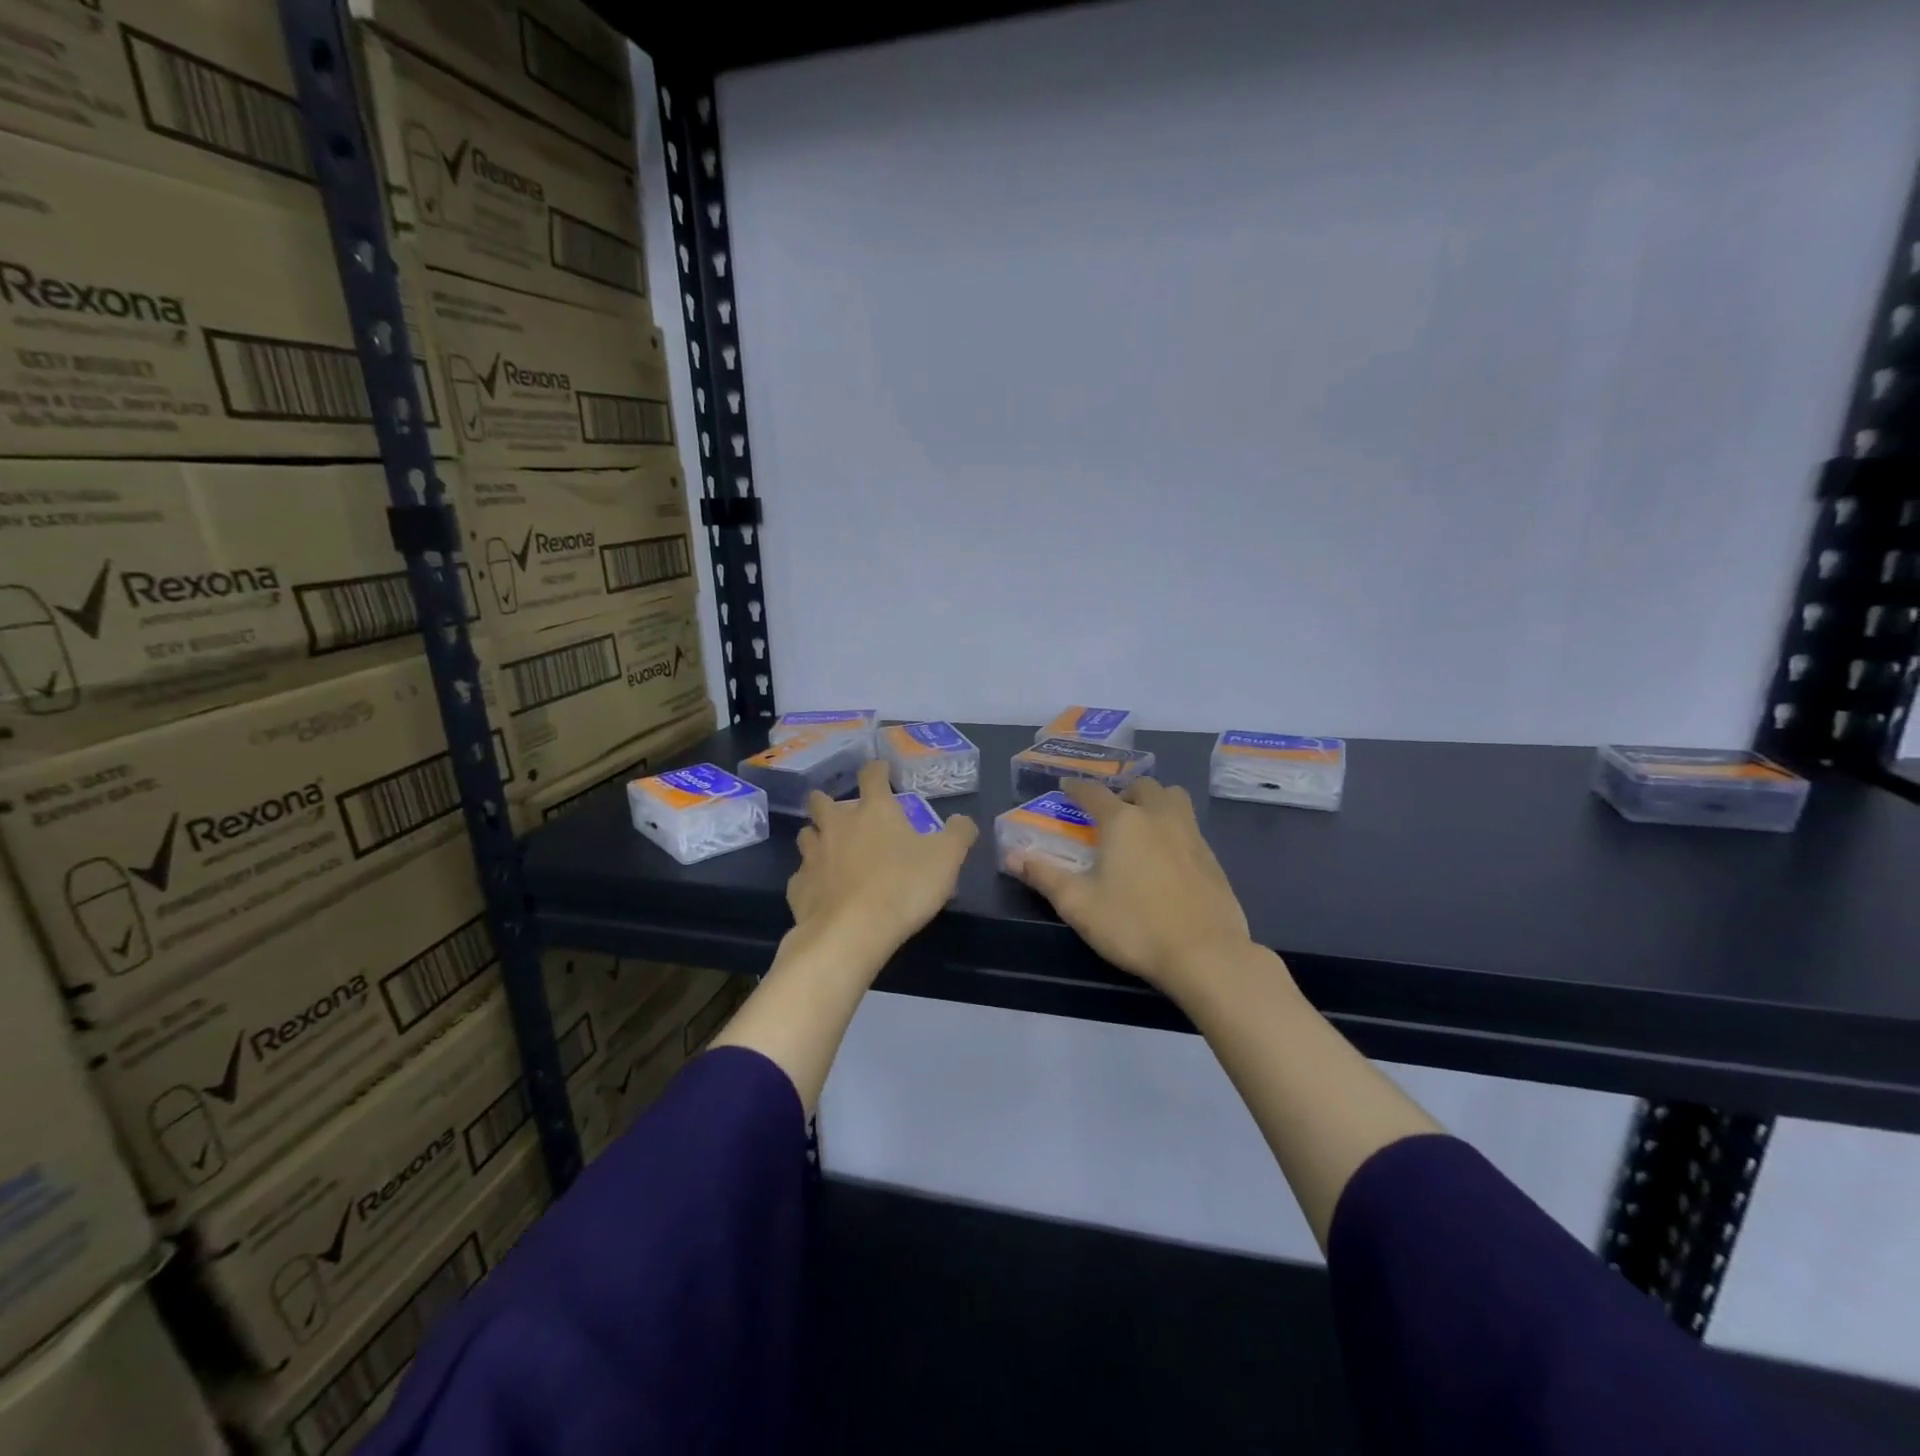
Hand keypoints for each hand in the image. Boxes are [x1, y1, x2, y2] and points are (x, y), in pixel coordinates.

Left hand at [788, 759, 978, 958]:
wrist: (851, 933)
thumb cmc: (903, 887)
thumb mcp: (946, 859)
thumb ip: (958, 834)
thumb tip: (963, 820)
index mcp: (874, 811)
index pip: (872, 776)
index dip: (877, 769)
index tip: (881, 769)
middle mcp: (838, 825)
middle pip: (821, 801)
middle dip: (829, 800)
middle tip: (843, 811)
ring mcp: (813, 856)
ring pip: (806, 835)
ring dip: (816, 837)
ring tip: (829, 848)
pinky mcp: (798, 888)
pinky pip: (801, 876)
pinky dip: (810, 878)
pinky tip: (821, 890)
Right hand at [1008, 777, 1252, 997]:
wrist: (1205, 954)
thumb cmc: (1134, 926)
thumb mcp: (1079, 905)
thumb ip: (1045, 876)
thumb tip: (1012, 856)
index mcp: (1123, 822)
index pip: (1094, 793)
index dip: (1077, 788)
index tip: (1066, 787)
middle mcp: (1158, 817)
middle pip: (1143, 786)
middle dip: (1123, 792)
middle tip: (1110, 813)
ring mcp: (1191, 835)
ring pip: (1174, 798)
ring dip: (1155, 801)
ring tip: (1143, 825)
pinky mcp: (1212, 858)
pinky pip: (1190, 826)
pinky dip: (1174, 828)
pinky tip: (1167, 857)